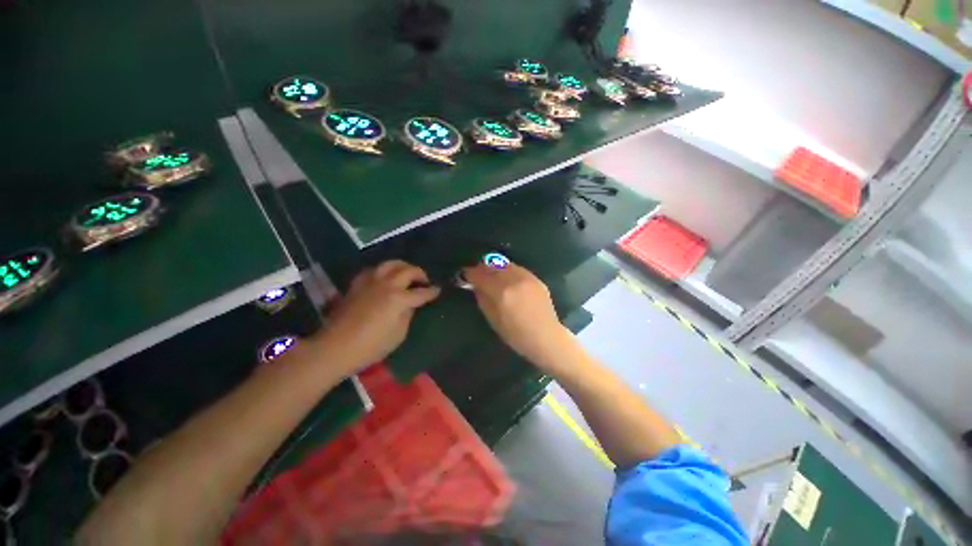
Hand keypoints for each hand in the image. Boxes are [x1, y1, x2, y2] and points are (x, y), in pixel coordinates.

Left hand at [319, 260, 439, 372]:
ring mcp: (371, 282)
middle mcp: (387, 285)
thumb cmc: (372, 346)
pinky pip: (373, 270)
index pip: (422, 292)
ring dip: (403, 266)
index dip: (432, 291)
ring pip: (390, 264)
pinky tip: (384, 278)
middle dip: (420, 274)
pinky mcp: (358, 284)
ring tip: (406, 273)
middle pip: (408, 271)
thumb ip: (408, 315)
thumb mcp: (398, 334)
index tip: (438, 290)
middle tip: (424, 281)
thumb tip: (410, 304)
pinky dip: (383, 270)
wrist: (336, 347)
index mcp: (399, 299)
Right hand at [463, 262, 570, 370]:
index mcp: (502, 292)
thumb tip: (476, 286)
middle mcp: (514, 280)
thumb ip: (483, 299)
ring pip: (505, 264)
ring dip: (495, 267)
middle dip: (482, 268)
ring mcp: (527, 277)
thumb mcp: (493, 320)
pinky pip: (517, 268)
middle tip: (476, 274)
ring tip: (490, 274)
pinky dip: (508, 270)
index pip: (481, 275)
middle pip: (493, 266)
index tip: (465, 274)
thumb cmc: (517, 335)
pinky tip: (506, 278)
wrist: (546, 337)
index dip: (470, 273)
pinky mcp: (535, 278)